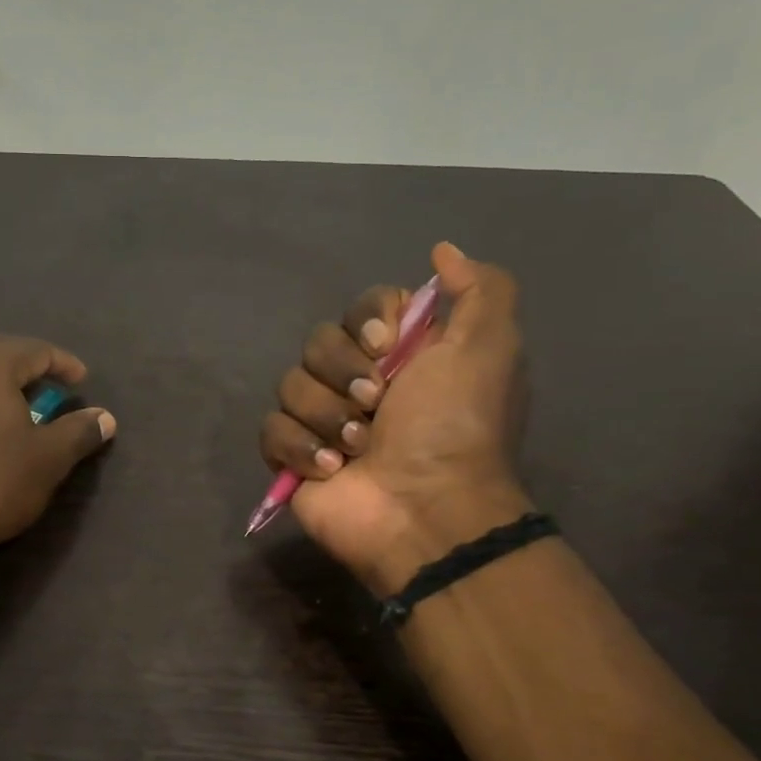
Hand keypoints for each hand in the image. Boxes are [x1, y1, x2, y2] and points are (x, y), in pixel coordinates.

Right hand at [260, 242, 532, 593]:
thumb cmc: (455, 427)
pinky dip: (300, 448)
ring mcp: (323, 421)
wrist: (426, 509)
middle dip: (343, 372)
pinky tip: (331, 469)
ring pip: (290, 385)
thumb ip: (480, 290)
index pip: (361, 309)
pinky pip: (271, 430)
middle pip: (318, 343)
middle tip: (376, 405)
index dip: (365, 322)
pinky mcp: (293, 458)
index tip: (384, 346)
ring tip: (359, 448)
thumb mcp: (489, 348)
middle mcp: (360, 382)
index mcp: (402, 355)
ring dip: (326, 415)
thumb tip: (443, 252)